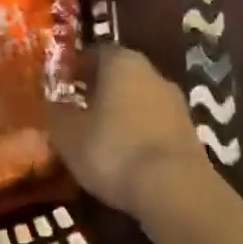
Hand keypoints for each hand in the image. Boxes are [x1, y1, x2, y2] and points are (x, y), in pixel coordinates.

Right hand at [48, 46, 211, 220]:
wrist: (176, 190)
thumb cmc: (114, 150)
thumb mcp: (69, 135)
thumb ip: (57, 115)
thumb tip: (52, 105)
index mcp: (121, 61)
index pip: (95, 53)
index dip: (76, 68)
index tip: (62, 85)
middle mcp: (151, 72)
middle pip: (119, 75)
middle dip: (99, 89)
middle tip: (78, 109)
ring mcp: (175, 103)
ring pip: (139, 99)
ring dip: (121, 112)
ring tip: (100, 137)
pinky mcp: (190, 133)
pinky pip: (155, 125)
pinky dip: (139, 134)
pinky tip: (127, 156)